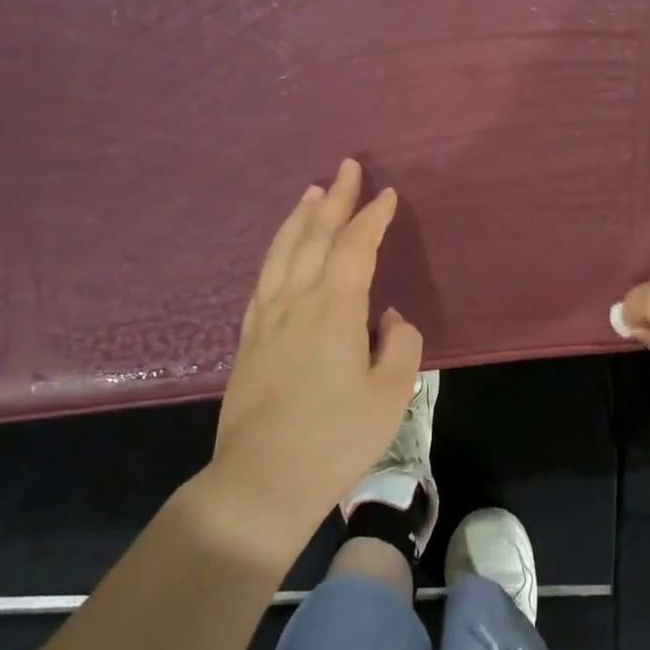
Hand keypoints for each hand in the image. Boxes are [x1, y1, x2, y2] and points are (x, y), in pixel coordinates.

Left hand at [205, 159, 423, 553]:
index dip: (372, 218)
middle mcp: (296, 302)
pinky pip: (264, 279)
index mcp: (334, 310)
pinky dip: (276, 252)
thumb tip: (389, 317)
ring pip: (283, 253)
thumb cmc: (337, 438)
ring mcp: (266, 319)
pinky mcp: (249, 340)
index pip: (355, 248)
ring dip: (300, 218)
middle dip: (335, 200)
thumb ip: (400, 344)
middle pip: (314, 237)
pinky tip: (281, 250)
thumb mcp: (391, 394)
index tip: (387, 195)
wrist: (263, 481)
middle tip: (347, 168)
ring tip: (312, 192)